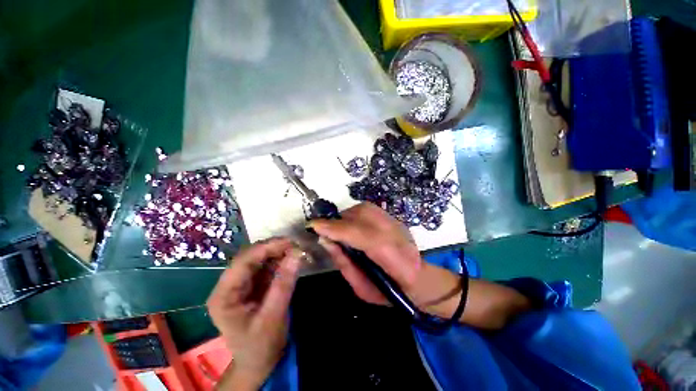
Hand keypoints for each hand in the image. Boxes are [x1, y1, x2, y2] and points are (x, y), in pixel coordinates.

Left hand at [207, 238, 300, 389]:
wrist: (258, 362)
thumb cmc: (261, 346)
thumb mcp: (273, 317)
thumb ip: (284, 285)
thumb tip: (297, 254)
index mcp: (224, 295)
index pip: (242, 262)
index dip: (266, 248)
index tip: (290, 242)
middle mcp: (229, 286)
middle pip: (250, 257)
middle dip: (273, 248)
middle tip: (296, 246)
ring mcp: (241, 284)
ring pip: (259, 259)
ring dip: (278, 253)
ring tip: (296, 251)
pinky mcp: (253, 285)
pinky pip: (266, 266)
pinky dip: (280, 261)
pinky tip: (291, 260)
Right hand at [312, 202, 531, 329]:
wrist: (422, 281)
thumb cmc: (392, 293)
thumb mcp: (362, 288)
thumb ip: (344, 263)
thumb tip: (326, 240)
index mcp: (393, 259)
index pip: (361, 235)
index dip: (337, 228)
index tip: (315, 226)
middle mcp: (397, 234)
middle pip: (361, 215)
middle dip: (339, 222)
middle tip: (327, 231)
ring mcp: (397, 224)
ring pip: (364, 208)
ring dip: (347, 216)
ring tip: (339, 229)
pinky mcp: (395, 219)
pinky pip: (370, 209)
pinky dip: (356, 214)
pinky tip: (353, 225)